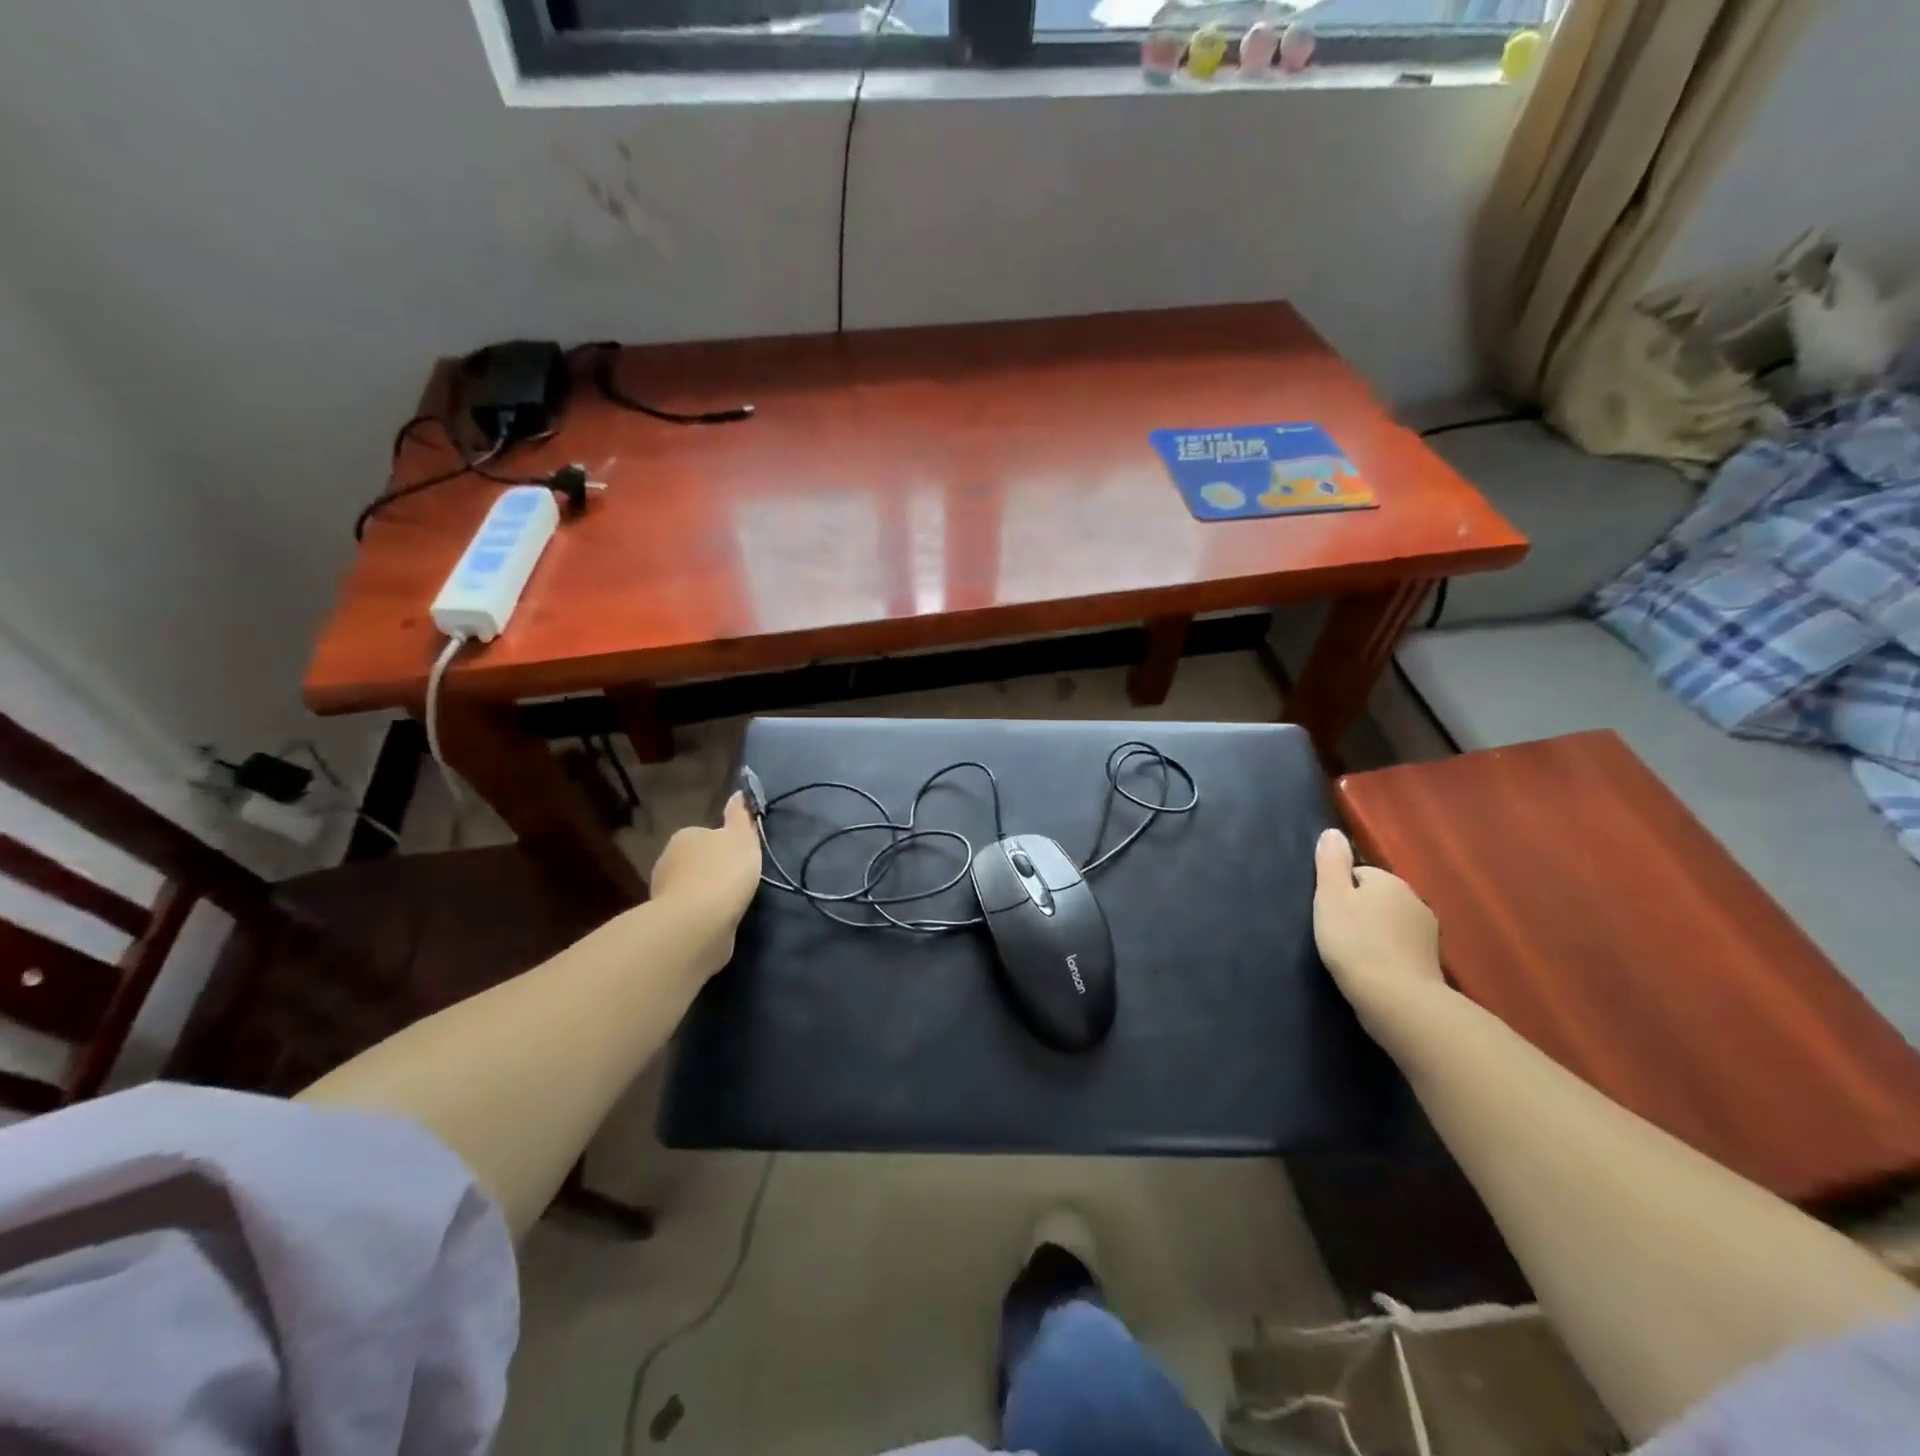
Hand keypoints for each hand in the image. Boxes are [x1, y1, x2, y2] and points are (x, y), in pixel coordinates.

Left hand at [648, 793, 763, 974]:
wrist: (698, 923)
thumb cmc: (723, 872)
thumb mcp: (741, 838)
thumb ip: (739, 816)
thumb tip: (738, 794)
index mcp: (686, 836)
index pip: (706, 834)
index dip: (725, 845)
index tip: (741, 857)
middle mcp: (668, 860)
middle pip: (696, 860)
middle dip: (713, 869)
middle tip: (738, 881)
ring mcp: (664, 891)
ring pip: (691, 886)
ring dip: (706, 893)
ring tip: (731, 904)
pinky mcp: (668, 920)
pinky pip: (690, 910)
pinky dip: (702, 914)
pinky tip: (718, 921)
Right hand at [1312, 828, 1444, 1031]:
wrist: (1396, 998)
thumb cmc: (1355, 941)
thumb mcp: (1330, 896)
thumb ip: (1331, 862)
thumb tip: (1333, 832)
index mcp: (1389, 881)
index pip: (1358, 874)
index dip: (1340, 892)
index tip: (1329, 914)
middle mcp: (1414, 900)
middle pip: (1377, 897)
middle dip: (1360, 911)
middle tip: (1338, 934)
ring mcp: (1427, 933)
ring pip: (1391, 922)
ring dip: (1376, 933)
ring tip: (1355, 954)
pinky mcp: (1431, 962)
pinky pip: (1402, 947)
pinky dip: (1389, 954)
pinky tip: (1375, 970)